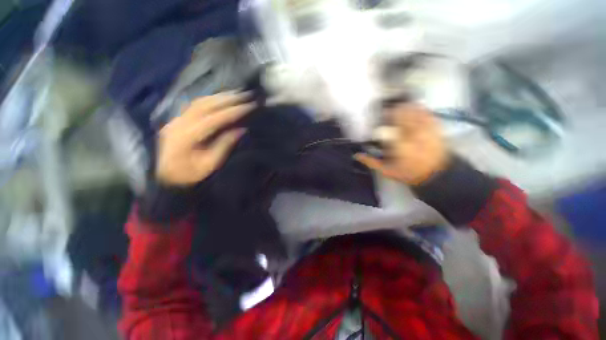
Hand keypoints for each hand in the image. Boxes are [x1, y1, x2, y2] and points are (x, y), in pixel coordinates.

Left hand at [156, 92, 253, 185]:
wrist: (165, 176)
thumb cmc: (189, 174)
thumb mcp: (210, 164)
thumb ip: (224, 145)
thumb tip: (241, 130)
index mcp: (187, 136)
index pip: (214, 118)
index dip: (233, 111)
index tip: (250, 106)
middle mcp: (180, 123)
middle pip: (206, 105)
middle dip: (228, 99)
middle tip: (246, 95)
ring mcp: (176, 119)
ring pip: (200, 101)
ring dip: (220, 96)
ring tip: (237, 94)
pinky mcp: (177, 119)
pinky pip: (195, 104)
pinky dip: (211, 99)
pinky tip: (221, 98)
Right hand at [355, 103, 448, 185]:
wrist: (435, 175)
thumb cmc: (408, 173)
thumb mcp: (386, 171)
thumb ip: (371, 162)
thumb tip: (357, 155)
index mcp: (400, 147)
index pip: (392, 126)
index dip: (387, 116)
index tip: (381, 113)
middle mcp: (414, 137)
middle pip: (405, 116)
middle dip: (396, 109)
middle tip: (389, 109)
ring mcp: (427, 132)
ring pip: (417, 113)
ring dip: (408, 107)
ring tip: (401, 105)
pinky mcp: (436, 130)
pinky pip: (429, 115)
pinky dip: (421, 109)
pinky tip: (416, 107)